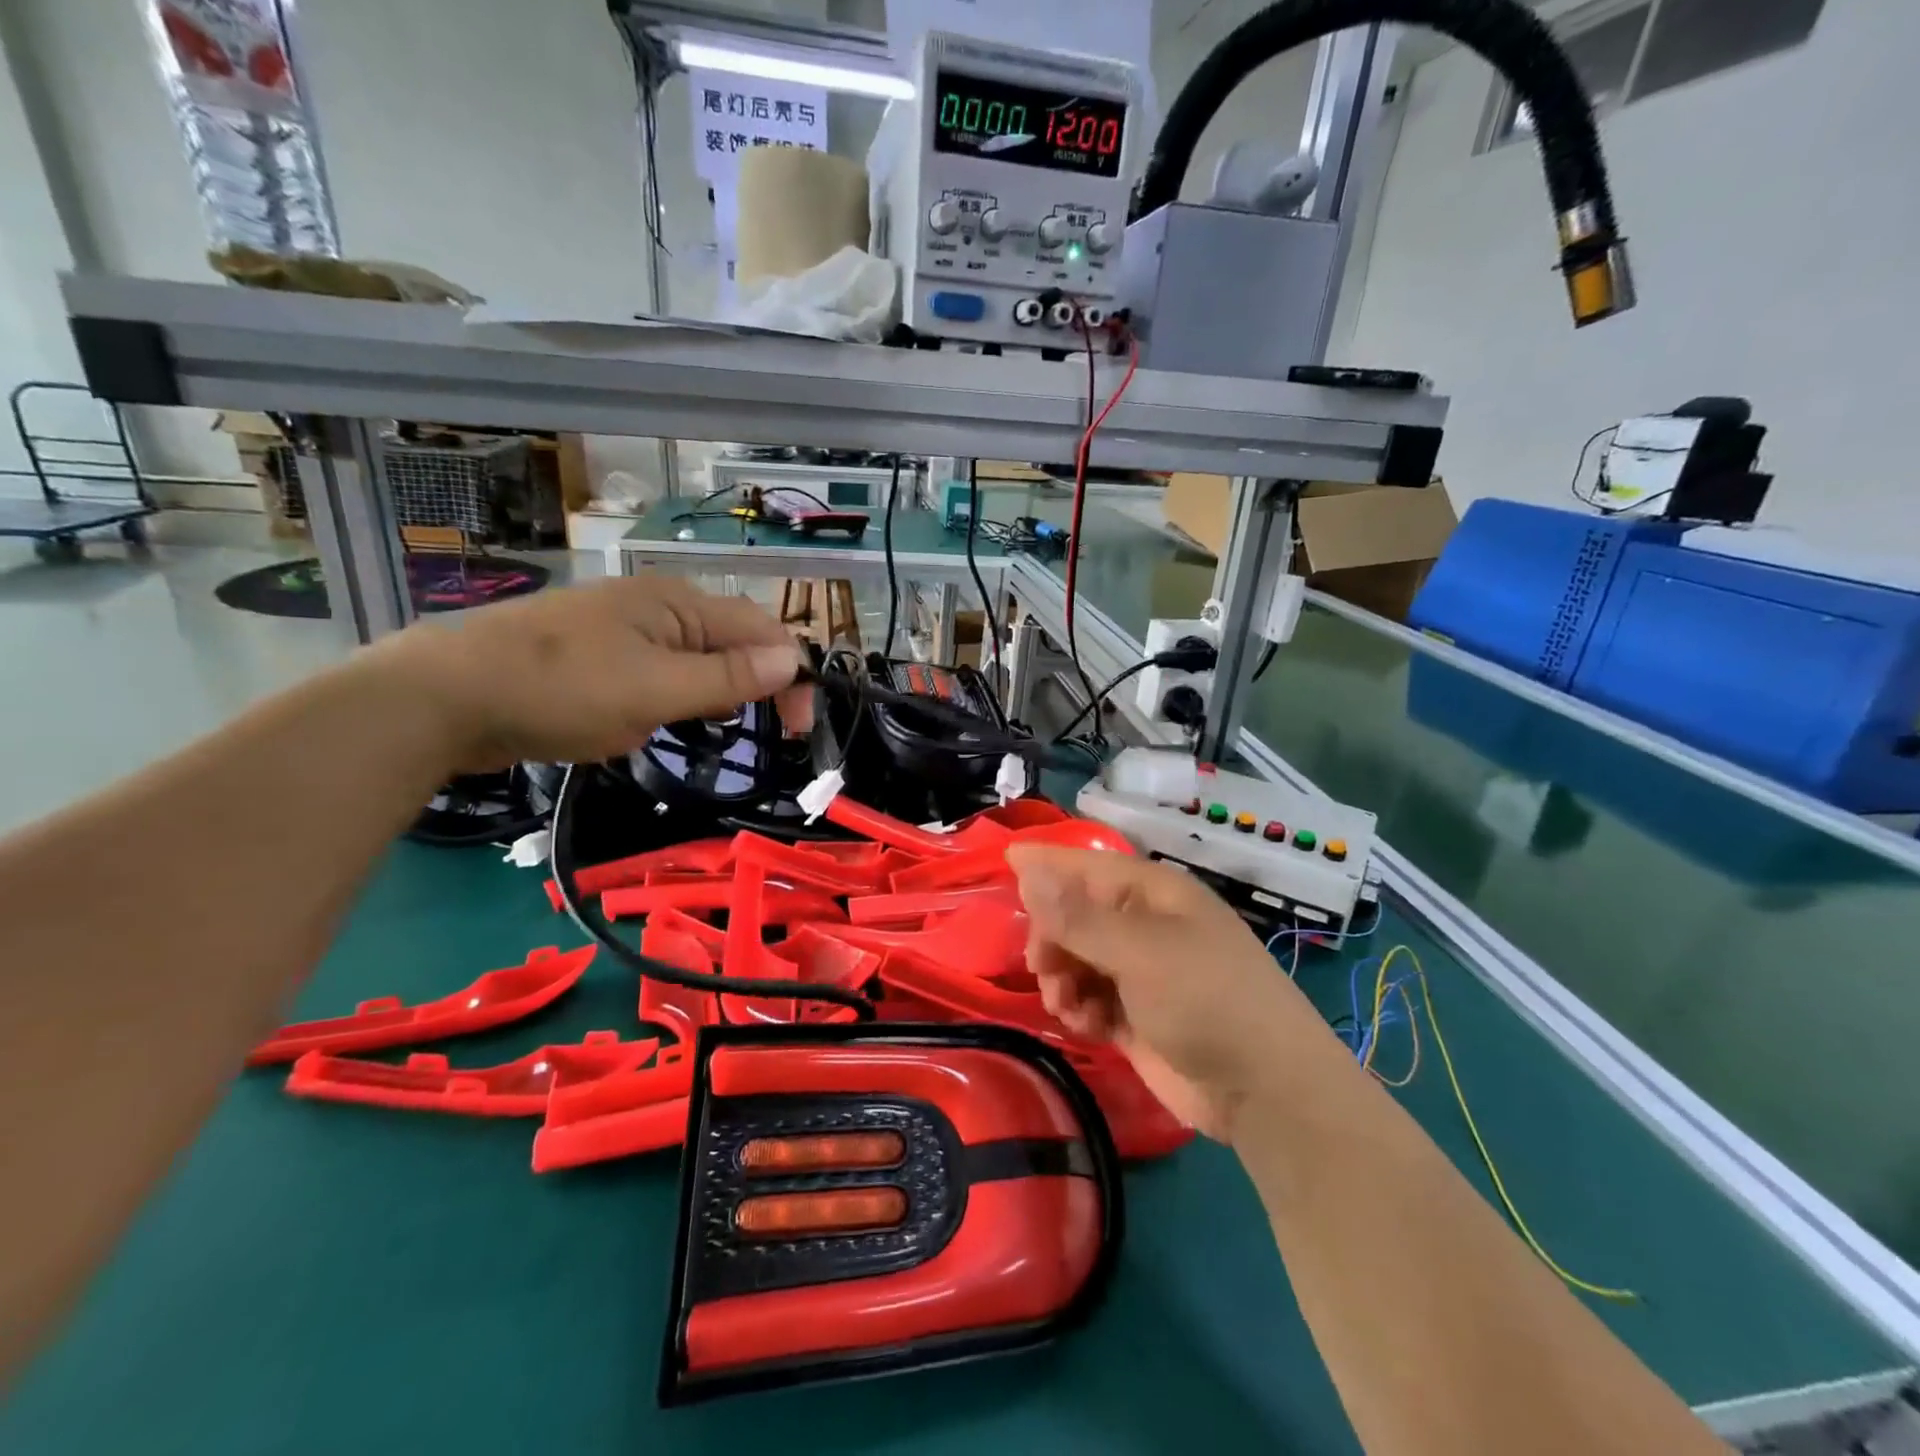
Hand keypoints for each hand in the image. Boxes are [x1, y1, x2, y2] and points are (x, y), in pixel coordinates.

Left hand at [361, 575, 808, 771]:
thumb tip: (794, 659)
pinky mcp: (598, 652)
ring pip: (695, 659)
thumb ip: (728, 678)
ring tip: (705, 730)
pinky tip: (654, 720)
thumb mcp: (656, 690)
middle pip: (732, 641)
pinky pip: (659, 670)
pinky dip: (673, 697)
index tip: (798, 731)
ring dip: (713, 694)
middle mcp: (658, 604)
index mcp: (679, 603)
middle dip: (754, 686)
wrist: (444, 696)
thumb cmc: (561, 690)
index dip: (792, 676)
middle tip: (761, 736)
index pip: (763, 631)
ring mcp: (624, 627)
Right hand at [1007, 844, 1335, 1143]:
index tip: (1005, 859)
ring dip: (1062, 979)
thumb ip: (1077, 917)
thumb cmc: (1206, 999)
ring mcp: (1141, 972)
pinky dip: (1080, 1010)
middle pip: (1075, 915)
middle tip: (1042, 967)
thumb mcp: (1138, 952)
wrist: (1265, 1091)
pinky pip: (1090, 998)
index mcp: (1154, 894)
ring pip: (1077, 959)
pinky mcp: (1136, 1015)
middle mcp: (1145, 926)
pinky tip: (1086, 1027)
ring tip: (1067, 1006)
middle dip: (1052, 938)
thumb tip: (1027, 869)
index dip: (1048, 862)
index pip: (1089, 865)